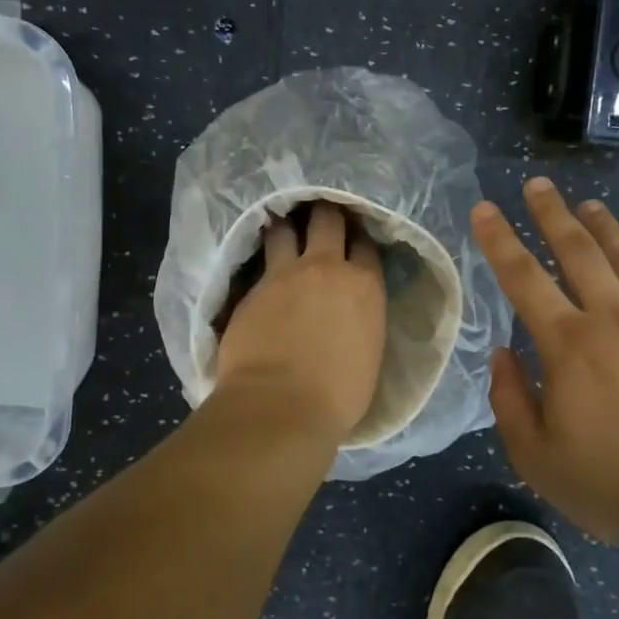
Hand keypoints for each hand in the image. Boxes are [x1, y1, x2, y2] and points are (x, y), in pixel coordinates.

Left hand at [215, 201, 386, 442]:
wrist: (280, 406)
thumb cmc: (338, 395)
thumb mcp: (369, 351)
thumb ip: (361, 319)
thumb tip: (350, 314)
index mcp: (364, 285)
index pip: (366, 244)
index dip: (360, 238)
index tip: (355, 239)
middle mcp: (326, 267)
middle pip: (327, 219)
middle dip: (325, 212)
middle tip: (320, 213)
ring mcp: (283, 275)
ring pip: (284, 229)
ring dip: (285, 225)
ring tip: (282, 226)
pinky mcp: (250, 289)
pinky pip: (258, 261)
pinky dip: (261, 257)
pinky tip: (258, 260)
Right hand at [473, 177, 618, 548]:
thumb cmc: (617, 484)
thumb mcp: (538, 458)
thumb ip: (510, 401)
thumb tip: (503, 354)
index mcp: (569, 344)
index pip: (524, 277)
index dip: (500, 240)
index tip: (485, 208)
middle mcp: (614, 317)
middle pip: (578, 250)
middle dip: (553, 213)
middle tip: (537, 185)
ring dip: (604, 227)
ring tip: (589, 205)